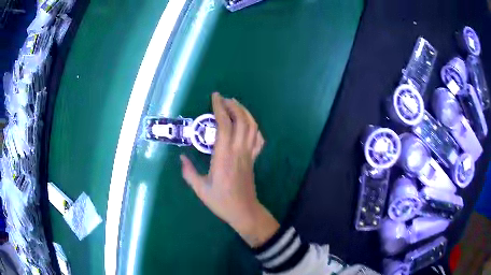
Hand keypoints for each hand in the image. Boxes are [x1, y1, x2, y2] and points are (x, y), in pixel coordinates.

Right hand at [180, 92, 278, 247]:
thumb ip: (188, 172)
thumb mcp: (200, 189)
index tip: (215, 97)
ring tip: (235, 105)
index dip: (220, 108)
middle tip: (224, 99)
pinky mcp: (254, 159)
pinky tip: (247, 124)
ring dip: (245, 112)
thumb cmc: (221, 201)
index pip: (224, 125)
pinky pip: (258, 139)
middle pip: (241, 121)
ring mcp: (249, 154)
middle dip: (233, 106)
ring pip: (252, 127)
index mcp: (224, 156)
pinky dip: (254, 127)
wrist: (244, 211)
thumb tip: (180, 158)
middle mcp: (239, 151)